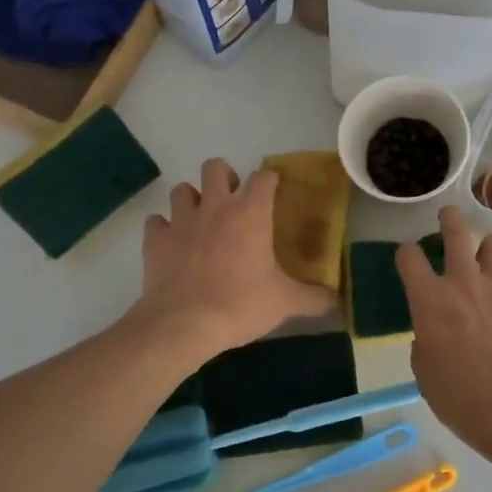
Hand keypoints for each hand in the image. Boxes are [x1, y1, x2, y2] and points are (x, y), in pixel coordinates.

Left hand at [136, 158, 337, 356]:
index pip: (264, 176)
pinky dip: (163, 229)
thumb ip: (314, 298)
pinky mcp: (155, 239)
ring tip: (200, 221)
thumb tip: (336, 300)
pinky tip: (172, 245)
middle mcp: (215, 206)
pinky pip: (156, 221)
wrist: (184, 324)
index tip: (273, 193)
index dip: (269, 180)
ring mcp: (181, 219)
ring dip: (192, 200)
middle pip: (216, 167)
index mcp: (251, 213)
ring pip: (182, 189)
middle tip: (232, 203)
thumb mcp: (285, 303)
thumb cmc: (241, 305)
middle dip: (224, 178)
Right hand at [397, 206, 491, 466]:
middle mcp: (463, 281)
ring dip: (487, 247)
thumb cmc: (460, 398)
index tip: (409, 257)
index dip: (406, 254)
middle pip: (456, 230)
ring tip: (487, 256)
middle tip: (449, 217)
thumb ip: (425, 341)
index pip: (409, 257)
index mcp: (429, 299)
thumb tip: (433, 332)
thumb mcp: (425, 373)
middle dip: (450, 219)